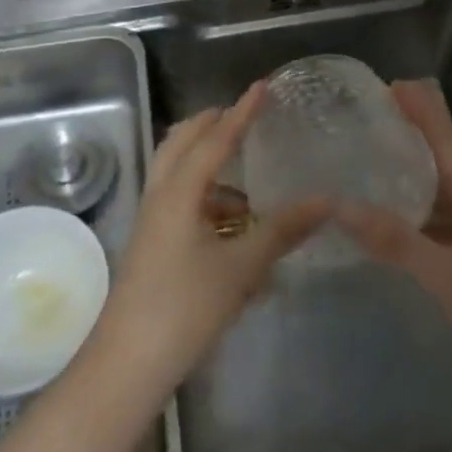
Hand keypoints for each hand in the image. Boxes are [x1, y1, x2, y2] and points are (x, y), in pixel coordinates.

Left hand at [88, 83, 328, 401]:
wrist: (126, 365)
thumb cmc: (184, 308)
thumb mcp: (240, 268)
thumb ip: (282, 231)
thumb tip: (326, 201)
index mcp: (180, 190)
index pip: (216, 137)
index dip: (242, 112)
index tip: (262, 86)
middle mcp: (161, 194)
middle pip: (183, 141)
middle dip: (213, 124)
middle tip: (244, 118)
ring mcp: (151, 219)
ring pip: (176, 170)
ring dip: (206, 160)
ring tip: (242, 174)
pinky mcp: (150, 243)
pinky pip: (177, 199)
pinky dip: (203, 194)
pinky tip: (229, 224)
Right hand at [336, 80, 451, 422]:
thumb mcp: (449, 278)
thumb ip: (397, 242)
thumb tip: (340, 205)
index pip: (450, 139)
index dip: (423, 109)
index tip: (391, 84)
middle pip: (450, 157)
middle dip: (417, 133)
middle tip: (373, 119)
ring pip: (451, 190)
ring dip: (419, 172)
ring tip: (378, 161)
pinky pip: (451, 219)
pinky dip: (424, 210)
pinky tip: (402, 222)